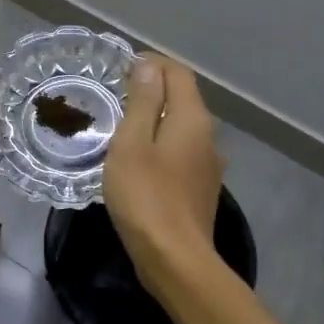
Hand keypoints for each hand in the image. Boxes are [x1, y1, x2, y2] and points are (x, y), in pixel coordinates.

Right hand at [104, 53, 223, 285]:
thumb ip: (142, 101)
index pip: (178, 73)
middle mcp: (208, 136)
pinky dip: (161, 146)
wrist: (175, 259)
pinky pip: (181, 153)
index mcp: (192, 119)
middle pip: (183, 99)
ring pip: (182, 129)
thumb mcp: (132, 143)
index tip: (120, 69)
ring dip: (155, 120)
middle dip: (152, 90)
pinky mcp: (201, 189)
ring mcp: (208, 165)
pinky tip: (139, 163)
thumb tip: (149, 66)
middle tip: (115, 97)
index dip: (152, 64)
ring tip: (122, 129)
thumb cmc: (146, 196)